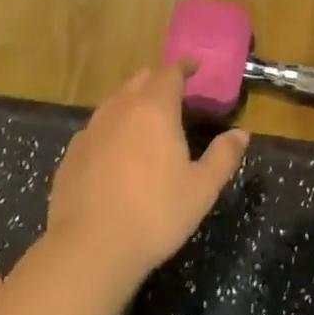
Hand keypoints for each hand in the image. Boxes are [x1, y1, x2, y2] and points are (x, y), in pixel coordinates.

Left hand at [46, 63, 248, 292]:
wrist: (89, 248)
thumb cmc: (155, 213)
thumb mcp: (202, 188)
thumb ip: (224, 156)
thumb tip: (242, 133)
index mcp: (154, 109)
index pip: (169, 73)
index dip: (184, 66)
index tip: (195, 66)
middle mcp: (119, 109)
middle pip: (139, 80)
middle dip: (158, 80)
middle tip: (175, 92)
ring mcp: (91, 130)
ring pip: (115, 102)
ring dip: (133, 101)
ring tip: (146, 119)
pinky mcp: (71, 155)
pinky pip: (97, 128)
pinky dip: (112, 128)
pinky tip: (116, 150)